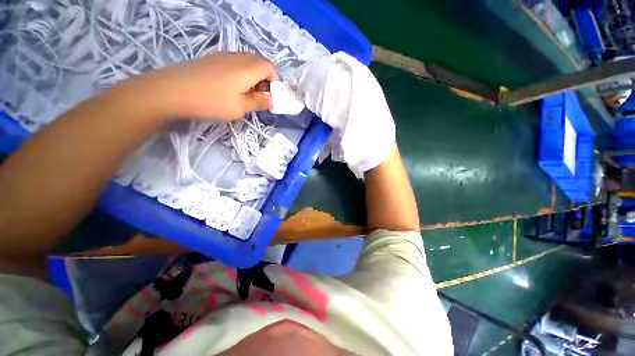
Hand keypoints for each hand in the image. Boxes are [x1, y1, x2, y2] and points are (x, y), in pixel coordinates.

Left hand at [139, 53, 278, 120]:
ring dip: (253, 78)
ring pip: (246, 63)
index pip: (270, 67)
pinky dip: (240, 75)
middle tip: (261, 97)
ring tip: (247, 95)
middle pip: (259, 63)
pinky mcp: (211, 61)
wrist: (172, 91)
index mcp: (248, 68)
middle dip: (265, 80)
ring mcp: (222, 57)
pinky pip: (234, 64)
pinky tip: (231, 89)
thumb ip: (259, 102)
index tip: (274, 96)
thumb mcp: (240, 107)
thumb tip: (271, 100)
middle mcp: (237, 57)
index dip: (276, 81)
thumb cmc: (212, 101)